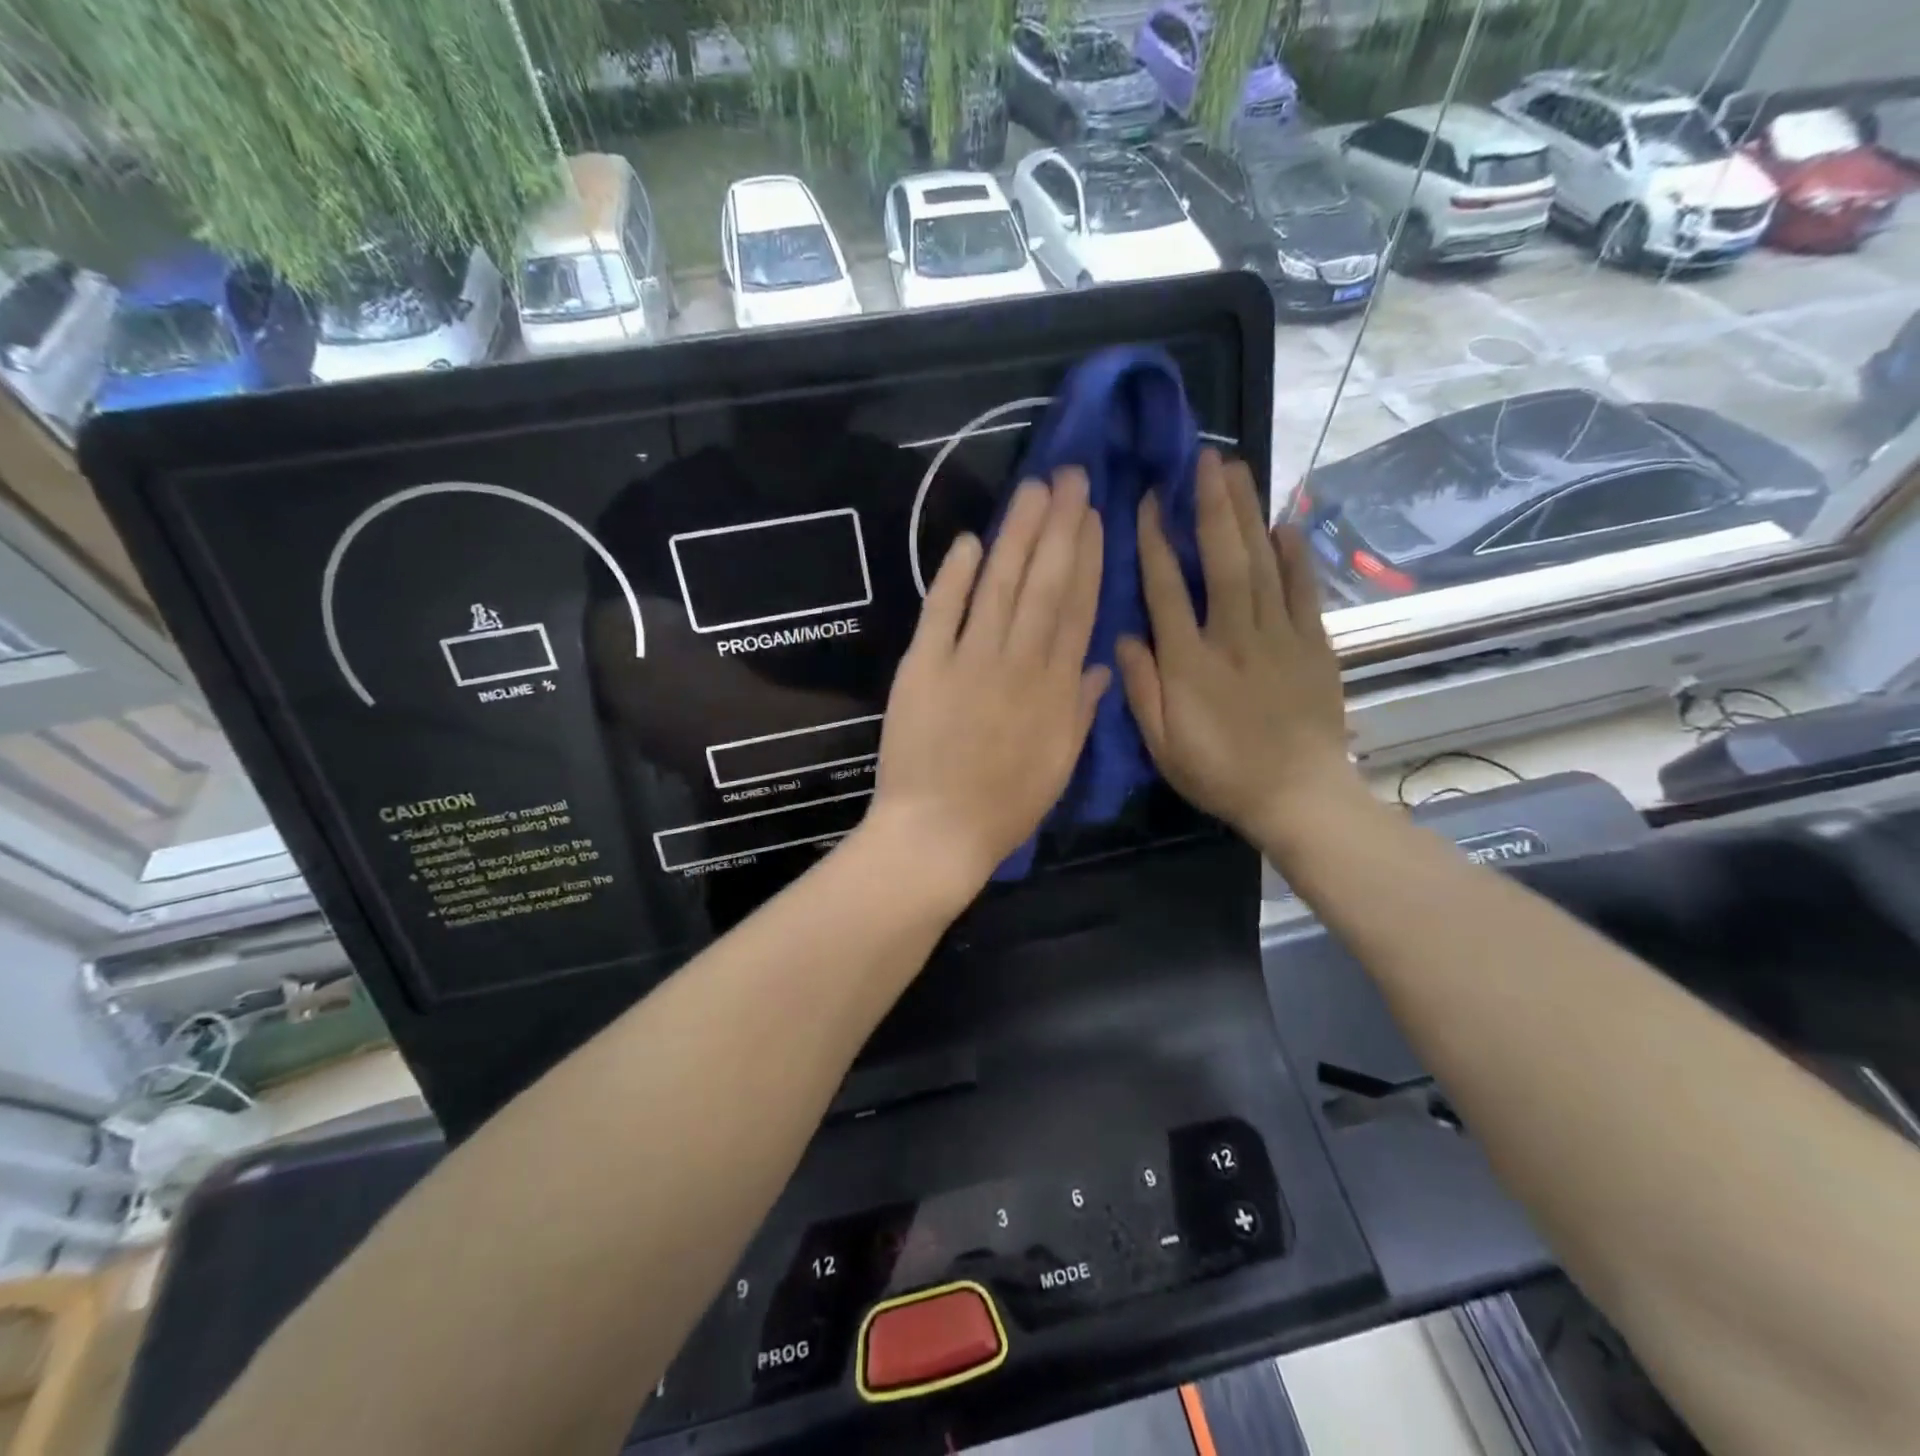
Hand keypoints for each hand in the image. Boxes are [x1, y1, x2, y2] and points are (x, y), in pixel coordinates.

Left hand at [865, 469, 1110, 898]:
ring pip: (999, 586)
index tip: (1094, 517)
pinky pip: (941, 612)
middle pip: (1044, 584)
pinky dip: (954, 575)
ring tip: (1033, 491)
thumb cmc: (1005, 806)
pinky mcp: (923, 667)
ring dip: (1017, 535)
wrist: (938, 832)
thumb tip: (1101, 663)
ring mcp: (969, 661)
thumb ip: (1082, 710)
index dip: (1088, 558)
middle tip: (1068, 476)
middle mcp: (1019, 663)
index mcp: (1057, 689)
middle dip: (1059, 526)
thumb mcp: (1060, 764)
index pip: (1078, 609)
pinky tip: (968, 540)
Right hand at [1115, 450, 1362, 858]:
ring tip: (1239, 470)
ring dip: (1248, 514)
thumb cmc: (1221, 773)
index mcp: (1190, 663)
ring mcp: (1279, 637)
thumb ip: (1141, 689)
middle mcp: (1234, 638)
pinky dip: (1295, 555)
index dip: (1154, 542)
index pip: (1167, 590)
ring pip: (1262, 564)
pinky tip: (1284, 523)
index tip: (1147, 500)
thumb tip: (1125, 636)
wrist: (1298, 796)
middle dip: (1211, 505)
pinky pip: (1303, 590)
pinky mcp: (1314, 645)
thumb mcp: (1164, 745)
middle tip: (1206, 458)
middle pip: (1223, 560)